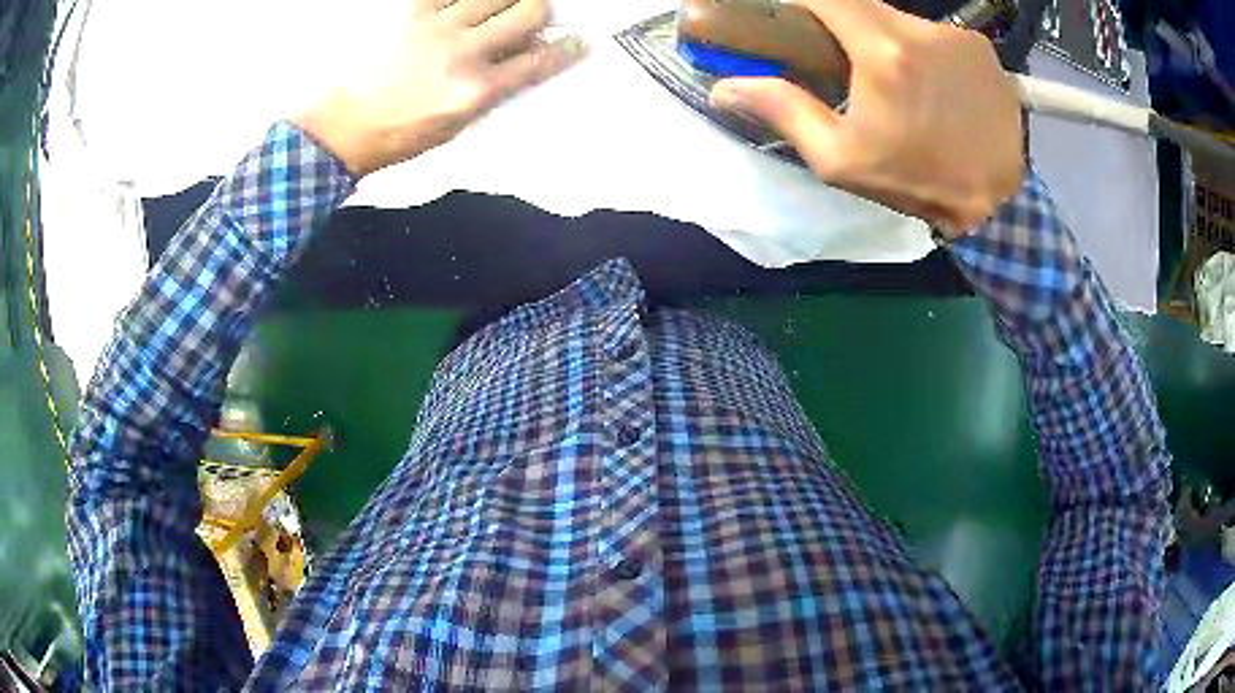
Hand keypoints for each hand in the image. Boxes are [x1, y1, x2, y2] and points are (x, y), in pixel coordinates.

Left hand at [294, 0, 586, 177]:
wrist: (343, 128)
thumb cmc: (397, 136)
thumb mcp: (456, 127)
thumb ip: (492, 91)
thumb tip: (519, 63)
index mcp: (477, 90)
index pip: (540, 60)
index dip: (568, 48)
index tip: (579, 41)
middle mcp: (464, 53)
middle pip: (528, 11)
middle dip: (541, 9)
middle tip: (534, 13)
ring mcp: (437, 28)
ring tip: (501, 5)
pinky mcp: (411, 12)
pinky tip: (468, 3)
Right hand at [709, 0, 1023, 235]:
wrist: (997, 203)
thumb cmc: (916, 183)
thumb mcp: (841, 160)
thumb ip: (785, 111)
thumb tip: (724, 87)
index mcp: (883, 52)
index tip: (792, 14)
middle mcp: (922, 30)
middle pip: (864, 4)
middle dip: (844, 22)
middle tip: (842, 57)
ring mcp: (957, 36)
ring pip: (901, 19)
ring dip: (887, 39)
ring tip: (897, 84)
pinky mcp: (982, 48)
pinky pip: (937, 35)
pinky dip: (925, 50)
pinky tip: (933, 85)